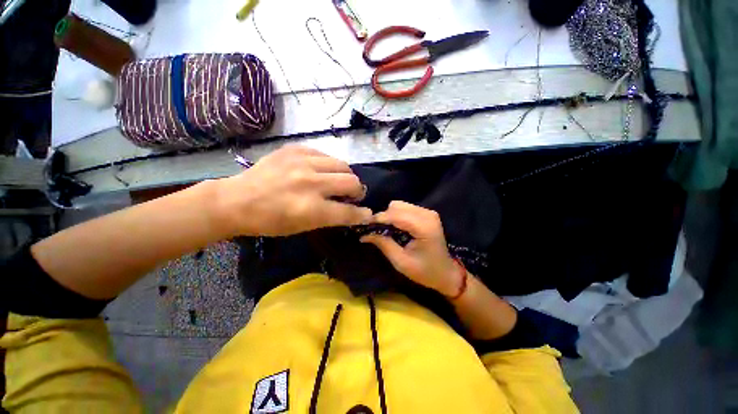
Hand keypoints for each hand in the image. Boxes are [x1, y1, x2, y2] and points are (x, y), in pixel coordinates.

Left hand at [215, 145, 371, 236]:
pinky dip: (328, 165)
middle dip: (358, 191)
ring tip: (338, 180)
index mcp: (311, 209)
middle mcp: (310, 183)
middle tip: (352, 195)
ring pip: (343, 165)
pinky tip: (321, 170)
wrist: (236, 200)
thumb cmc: (270, 221)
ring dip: (345, 175)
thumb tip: (350, 208)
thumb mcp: (302, 227)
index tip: (368, 214)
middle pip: (352, 182)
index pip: (349, 212)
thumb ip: (330, 216)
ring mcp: (302, 162)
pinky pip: (325, 154)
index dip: (362, 214)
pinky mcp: (295, 149)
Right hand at [360, 201, 460, 295]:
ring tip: (384, 230)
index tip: (364, 226)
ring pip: (399, 205)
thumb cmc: (425, 271)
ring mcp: (428, 212)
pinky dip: (396, 216)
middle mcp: (427, 214)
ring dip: (389, 216)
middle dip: (383, 217)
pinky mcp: (427, 213)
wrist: (446, 273)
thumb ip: (384, 244)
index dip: (378, 219)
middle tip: (375, 231)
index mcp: (424, 226)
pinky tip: (394, 228)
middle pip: (396, 206)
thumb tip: (364, 234)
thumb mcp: (401, 262)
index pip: (395, 215)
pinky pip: (405, 208)